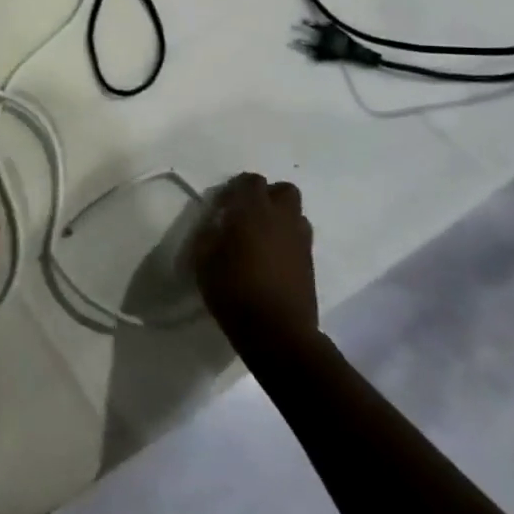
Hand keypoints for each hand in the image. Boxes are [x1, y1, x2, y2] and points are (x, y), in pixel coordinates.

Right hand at [190, 172, 318, 353]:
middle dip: (267, 196)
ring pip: (296, 214)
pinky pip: (299, 238)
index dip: (236, 188)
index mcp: (254, 211)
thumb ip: (209, 233)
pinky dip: (286, 239)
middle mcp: (282, 219)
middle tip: (247, 215)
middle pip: (284, 191)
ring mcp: (301, 241)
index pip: (251, 181)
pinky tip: (270, 259)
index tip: (222, 206)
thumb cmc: (233, 290)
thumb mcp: (203, 259)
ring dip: (279, 218)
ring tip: (260, 238)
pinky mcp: (310, 263)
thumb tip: (217, 223)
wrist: (277, 332)